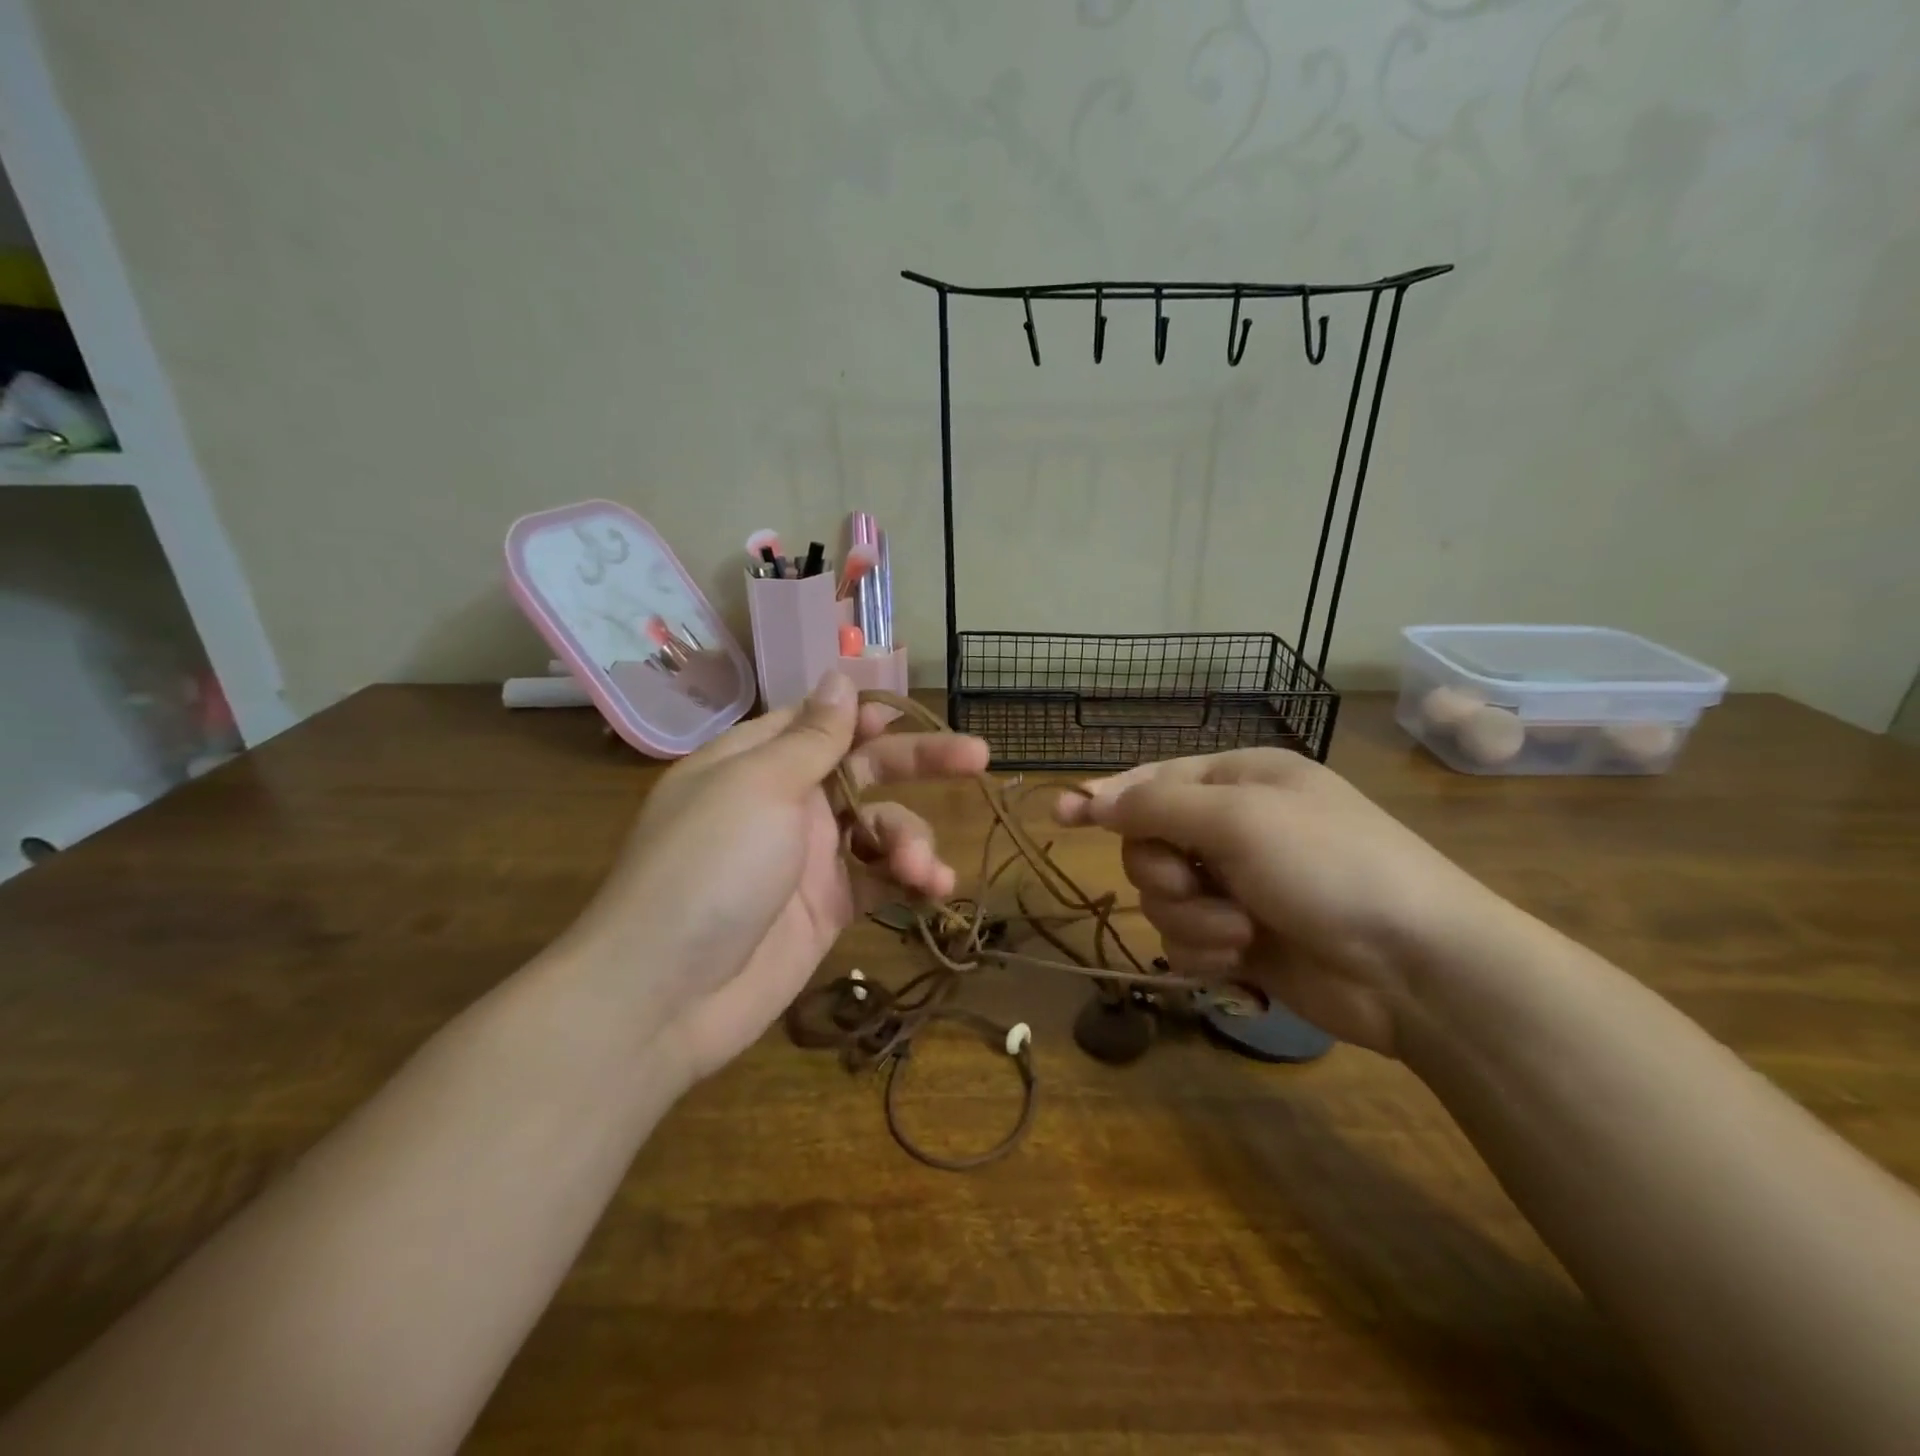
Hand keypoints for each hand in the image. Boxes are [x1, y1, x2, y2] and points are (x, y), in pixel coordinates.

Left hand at [566, 673, 988, 1081]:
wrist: (665, 996)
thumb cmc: (709, 868)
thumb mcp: (759, 786)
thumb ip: (811, 737)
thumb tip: (838, 676)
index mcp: (758, 761)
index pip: (822, 723)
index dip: (869, 716)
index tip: (913, 715)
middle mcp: (787, 803)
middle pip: (864, 769)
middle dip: (920, 763)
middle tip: (977, 757)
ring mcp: (810, 859)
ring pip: (882, 828)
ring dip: (913, 840)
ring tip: (924, 869)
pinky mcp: (829, 908)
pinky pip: (881, 879)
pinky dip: (911, 880)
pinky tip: (935, 890)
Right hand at [1054, 748, 1505, 1056]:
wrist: (1416, 967)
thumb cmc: (1330, 866)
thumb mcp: (1239, 819)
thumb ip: (1156, 806)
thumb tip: (1090, 798)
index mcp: (1239, 780)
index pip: (1153, 780)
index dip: (1105, 796)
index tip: (1061, 815)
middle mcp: (1234, 828)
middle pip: (1147, 843)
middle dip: (1163, 871)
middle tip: (1197, 883)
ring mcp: (1237, 885)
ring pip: (1162, 898)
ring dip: (1192, 917)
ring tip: (1241, 929)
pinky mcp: (1240, 938)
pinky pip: (1183, 939)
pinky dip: (1205, 948)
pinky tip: (1243, 957)